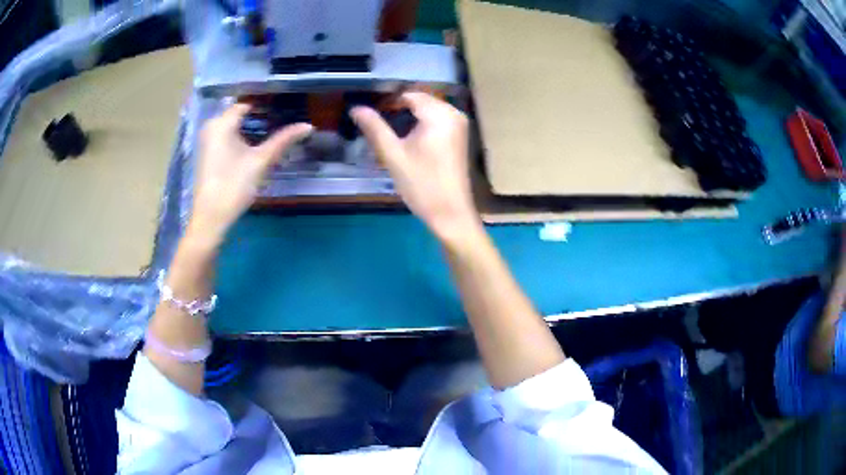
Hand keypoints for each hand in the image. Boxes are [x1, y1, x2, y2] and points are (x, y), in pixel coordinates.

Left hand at [190, 104, 312, 241]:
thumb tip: (308, 125)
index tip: (284, 106)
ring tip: (273, 131)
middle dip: (260, 116)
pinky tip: (255, 146)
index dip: (266, 104)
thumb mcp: (261, 160)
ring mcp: (208, 141)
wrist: (211, 217)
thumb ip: (284, 140)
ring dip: (251, 128)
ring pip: (233, 126)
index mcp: (221, 123)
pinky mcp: (208, 155)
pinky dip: (241, 137)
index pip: (247, 103)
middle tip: (283, 119)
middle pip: (240, 115)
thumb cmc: (234, 185)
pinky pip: (227, 137)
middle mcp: (211, 127)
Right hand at [351, 93, 480, 243]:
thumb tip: (356, 108)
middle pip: (420, 101)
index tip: (370, 115)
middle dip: (398, 108)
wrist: (451, 213)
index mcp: (439, 114)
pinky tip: (408, 140)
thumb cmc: (421, 184)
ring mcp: (459, 125)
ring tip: (389, 133)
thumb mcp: (393, 155)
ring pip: (428, 110)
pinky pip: (437, 120)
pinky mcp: (460, 137)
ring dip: (409, 117)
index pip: (409, 95)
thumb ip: (374, 128)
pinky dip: (421, 124)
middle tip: (377, 125)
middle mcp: (453, 113)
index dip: (388, 101)